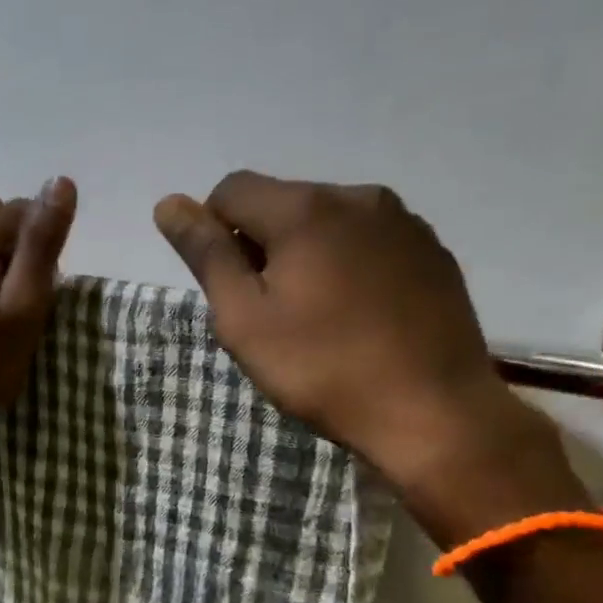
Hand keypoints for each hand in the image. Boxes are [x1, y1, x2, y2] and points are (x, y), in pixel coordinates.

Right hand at [154, 173, 545, 498]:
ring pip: (327, 221)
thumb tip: (169, 203)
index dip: (214, 232)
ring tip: (316, 316)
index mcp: (305, 209)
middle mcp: (357, 197)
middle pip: (281, 202)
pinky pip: (369, 240)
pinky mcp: (433, 250)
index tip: (230, 287)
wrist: (433, 413)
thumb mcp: (244, 318)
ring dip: (306, 253)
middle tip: (269, 312)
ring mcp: (403, 222)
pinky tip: (358, 315)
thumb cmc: (322, 368)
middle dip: (261, 244)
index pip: (231, 190)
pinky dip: (348, 264)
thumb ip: (206, 254)